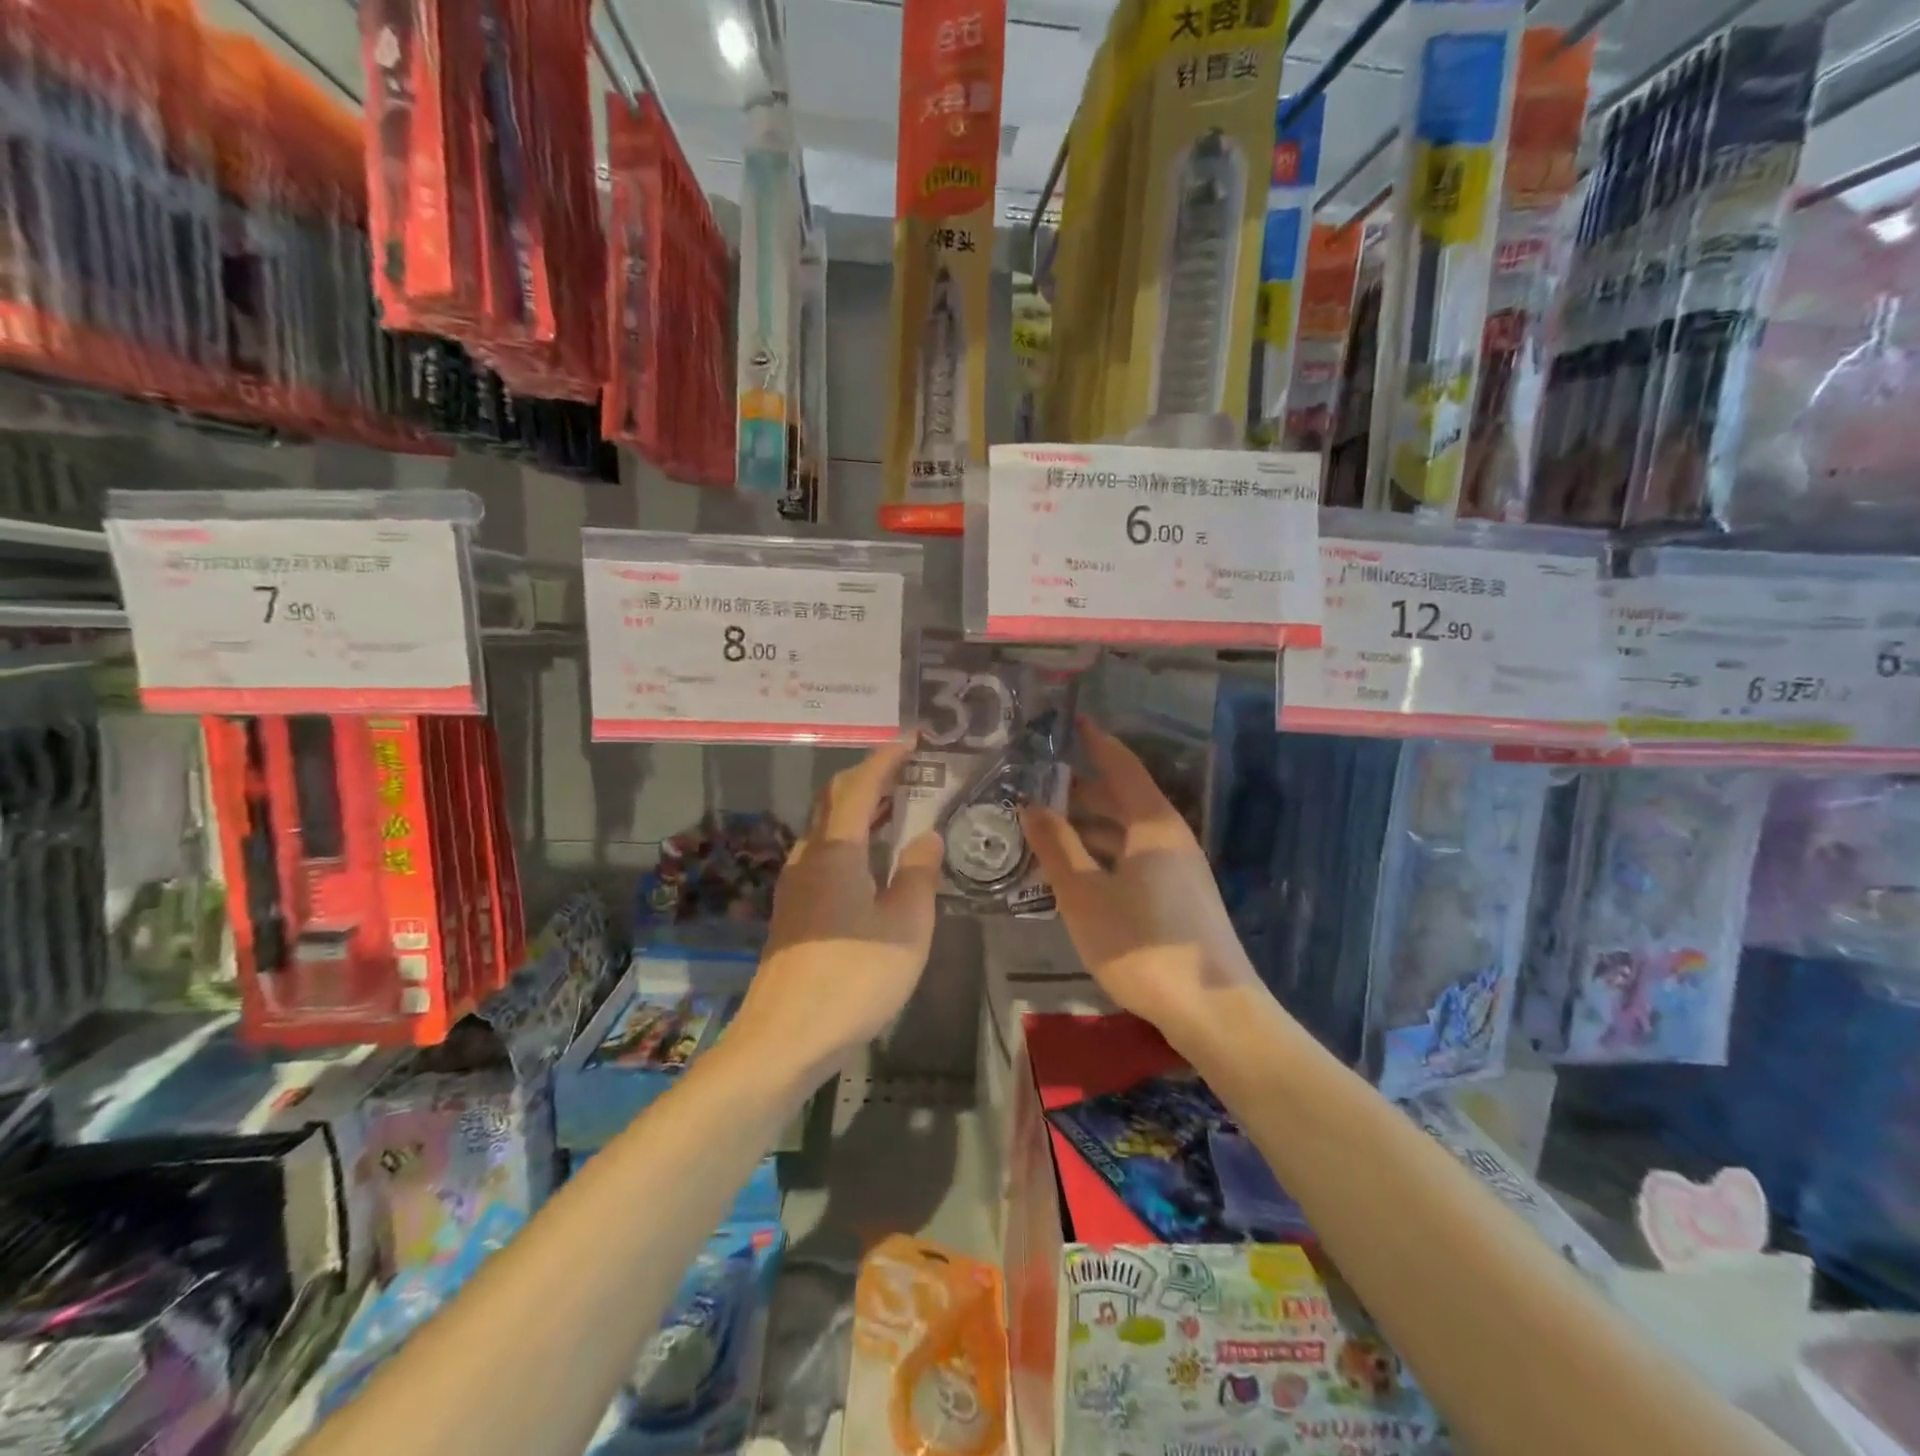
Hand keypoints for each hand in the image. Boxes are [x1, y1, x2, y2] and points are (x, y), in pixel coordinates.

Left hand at [732, 741, 942, 1083]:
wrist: (785, 1039)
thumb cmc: (854, 978)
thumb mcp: (906, 927)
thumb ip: (919, 875)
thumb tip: (927, 837)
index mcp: (837, 851)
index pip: (860, 786)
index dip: (886, 758)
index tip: (912, 739)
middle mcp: (809, 857)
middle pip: (834, 800)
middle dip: (868, 778)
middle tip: (906, 772)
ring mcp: (795, 885)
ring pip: (825, 829)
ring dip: (857, 810)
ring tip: (895, 812)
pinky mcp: (792, 911)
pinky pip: (823, 856)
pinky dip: (849, 841)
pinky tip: (871, 864)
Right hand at [1021, 719, 1262, 1056]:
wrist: (1212, 1010)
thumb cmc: (1142, 944)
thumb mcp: (1084, 895)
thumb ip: (1057, 846)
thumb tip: (1031, 803)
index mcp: (1153, 825)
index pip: (1122, 767)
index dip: (1097, 743)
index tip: (1073, 722)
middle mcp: (1171, 838)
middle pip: (1125, 799)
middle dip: (1084, 787)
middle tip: (1041, 780)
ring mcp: (1180, 869)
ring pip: (1129, 831)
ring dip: (1092, 824)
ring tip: (1049, 824)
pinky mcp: (1181, 897)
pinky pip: (1135, 857)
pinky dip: (1105, 852)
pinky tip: (1079, 869)